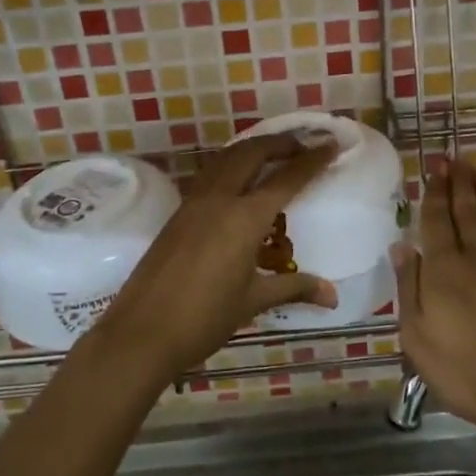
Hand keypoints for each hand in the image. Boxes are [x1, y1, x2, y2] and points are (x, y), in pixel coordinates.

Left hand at [97, 132, 336, 378]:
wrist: (142, 332)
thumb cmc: (204, 318)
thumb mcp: (253, 301)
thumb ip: (294, 288)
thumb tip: (332, 295)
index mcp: (244, 217)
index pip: (285, 178)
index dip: (311, 160)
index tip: (331, 145)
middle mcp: (220, 199)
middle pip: (252, 152)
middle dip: (280, 143)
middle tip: (303, 145)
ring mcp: (194, 202)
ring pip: (227, 158)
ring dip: (253, 149)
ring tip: (273, 155)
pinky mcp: (178, 212)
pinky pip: (211, 174)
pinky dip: (232, 164)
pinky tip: (240, 181)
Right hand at [398, 158, 475, 447]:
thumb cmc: (467, 374)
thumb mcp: (417, 339)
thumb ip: (408, 288)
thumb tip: (401, 246)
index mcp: (445, 271)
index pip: (438, 221)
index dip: (435, 193)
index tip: (435, 170)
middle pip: (468, 211)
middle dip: (459, 182)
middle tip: (454, 159)